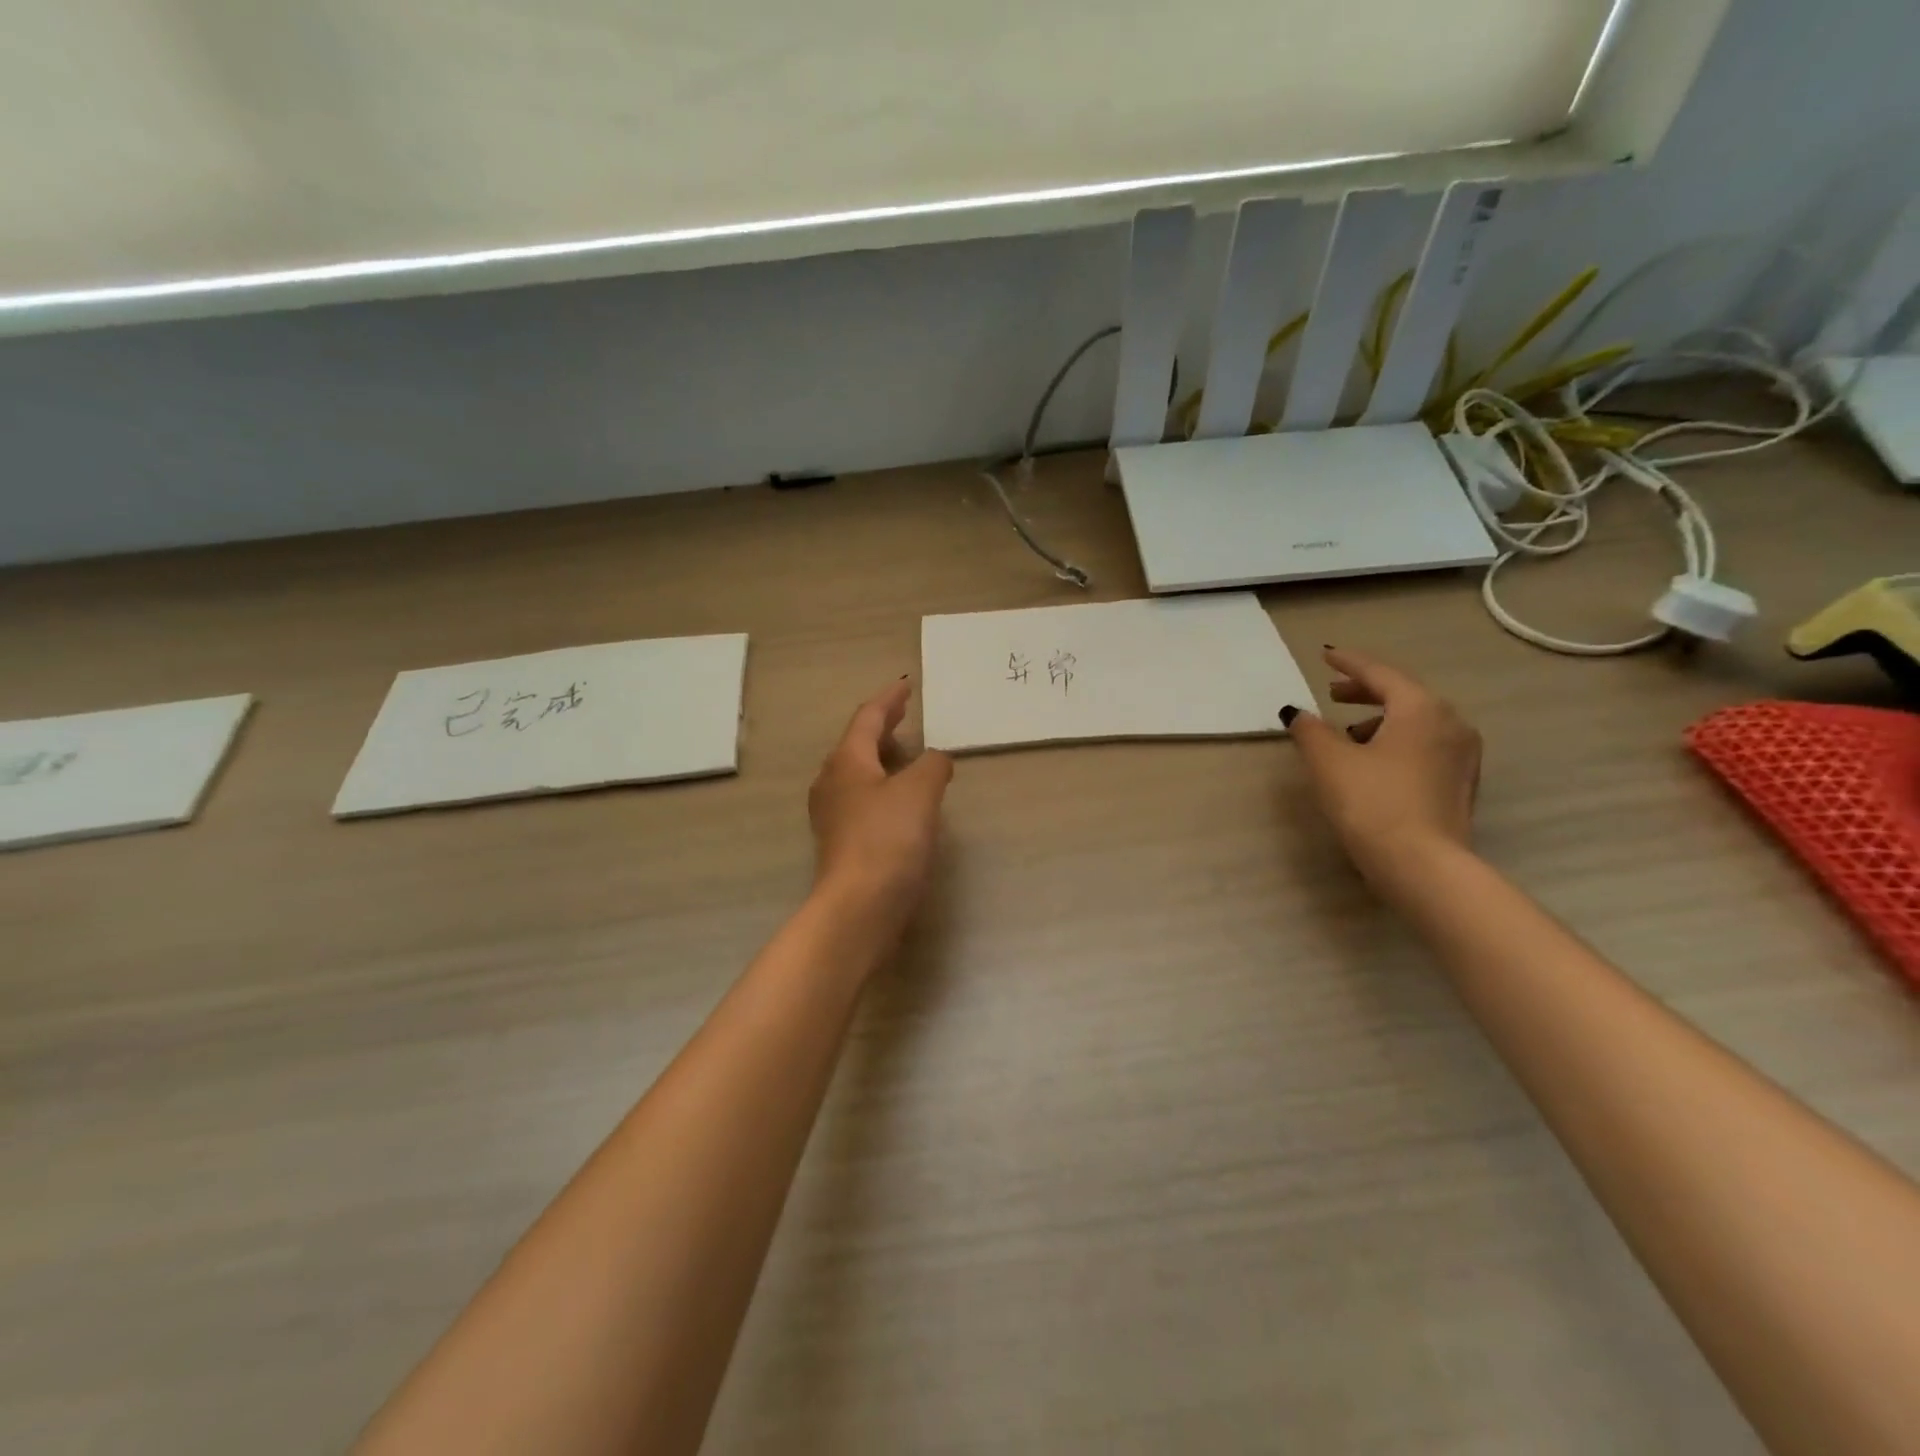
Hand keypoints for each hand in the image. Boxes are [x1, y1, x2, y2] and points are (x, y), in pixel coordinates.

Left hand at [808, 680, 953, 920]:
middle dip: (882, 727)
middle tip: (905, 714)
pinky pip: (863, 800)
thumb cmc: (888, 839)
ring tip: (907, 753)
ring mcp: (833, 815)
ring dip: (882, 758)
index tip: (906, 686)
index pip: (867, 718)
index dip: (888, 700)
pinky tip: (901, 800)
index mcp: (847, 762)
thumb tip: (937, 759)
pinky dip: (883, 787)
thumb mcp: (920, 792)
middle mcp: (833, 783)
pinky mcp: (842, 843)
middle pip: (857, 744)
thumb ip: (933, 765)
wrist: (859, 907)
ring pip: (858, 773)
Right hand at [1284, 648, 1481, 888]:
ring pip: (1416, 721)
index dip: (1349, 663)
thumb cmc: (1372, 803)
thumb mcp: (1328, 761)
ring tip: (1347, 733)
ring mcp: (1462, 755)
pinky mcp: (1460, 783)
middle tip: (1333, 693)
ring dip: (1380, 719)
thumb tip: (1298, 713)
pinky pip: (1425, 745)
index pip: (1380, 674)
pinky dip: (1397, 740)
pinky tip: (1373, 760)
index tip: (1326, 655)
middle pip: (1403, 694)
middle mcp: (1451, 723)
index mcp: (1421, 708)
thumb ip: (1310, 730)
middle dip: (1366, 691)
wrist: (1422, 865)